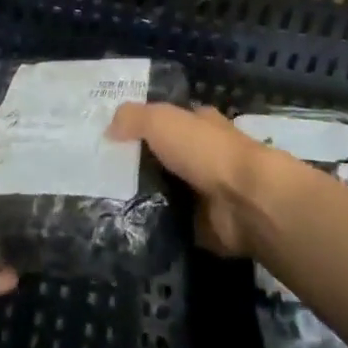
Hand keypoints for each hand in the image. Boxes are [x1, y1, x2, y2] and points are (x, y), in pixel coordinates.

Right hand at [108, 102, 274, 257]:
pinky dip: (157, 227)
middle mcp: (206, 156)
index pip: (170, 121)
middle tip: (101, 175)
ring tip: (107, 204)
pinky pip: (174, 225)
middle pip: (167, 159)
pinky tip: (128, 228)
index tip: (113, 139)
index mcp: (201, 124)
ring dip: (147, 199)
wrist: (245, 201)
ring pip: (169, 192)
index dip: (145, 126)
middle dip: (142, 166)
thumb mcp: (161, 120)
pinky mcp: (207, 226)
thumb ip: (132, 119)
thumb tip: (108, 129)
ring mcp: (208, 193)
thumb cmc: (205, 150)